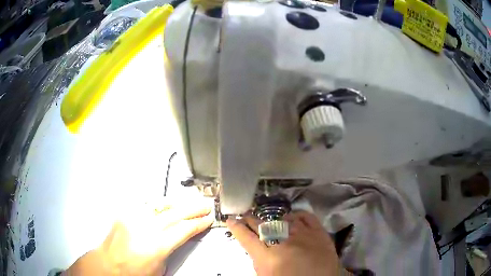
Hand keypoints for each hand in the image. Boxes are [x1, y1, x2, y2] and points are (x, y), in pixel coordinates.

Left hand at [64, 201, 213, 274]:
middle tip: (205, 206)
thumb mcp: (161, 267)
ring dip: (177, 203)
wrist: (109, 265)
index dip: (198, 223)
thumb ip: (172, 249)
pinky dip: (159, 204)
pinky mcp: (125, 213)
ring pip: (160, 204)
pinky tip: (166, 204)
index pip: (184, 229)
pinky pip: (146, 204)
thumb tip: (181, 237)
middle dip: (193, 209)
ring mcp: (133, 217)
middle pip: (175, 213)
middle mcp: (145, 227)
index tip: (208, 219)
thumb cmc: (134, 272)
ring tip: (188, 203)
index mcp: (157, 245)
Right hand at [227, 211, 344, 275]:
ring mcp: (303, 235)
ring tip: (267, 218)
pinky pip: (306, 217)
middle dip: (251, 219)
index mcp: (269, 258)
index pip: (247, 238)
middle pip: (262, 226)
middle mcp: (284, 243)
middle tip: (245, 215)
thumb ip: (259, 262)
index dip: (237, 228)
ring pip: (283, 219)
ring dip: (272, 218)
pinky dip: (296, 215)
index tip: (231, 220)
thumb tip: (255, 248)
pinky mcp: (319, 232)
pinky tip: (291, 217)